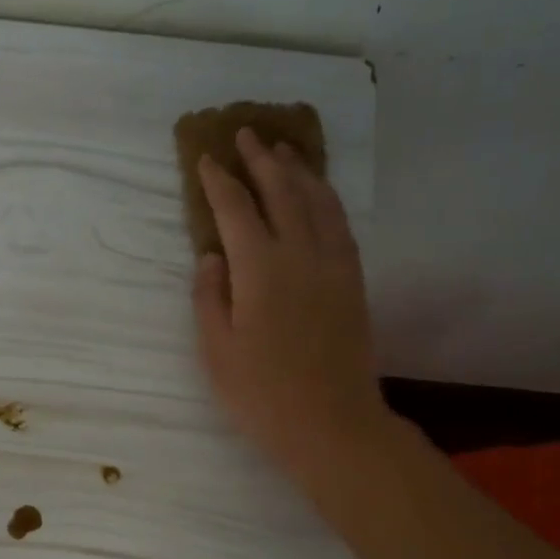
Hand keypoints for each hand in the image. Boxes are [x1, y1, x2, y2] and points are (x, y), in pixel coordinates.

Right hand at [193, 127, 391, 489]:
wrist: (332, 424)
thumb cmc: (263, 395)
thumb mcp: (217, 351)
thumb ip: (210, 297)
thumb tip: (211, 256)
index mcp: (260, 270)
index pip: (235, 209)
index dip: (219, 181)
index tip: (206, 159)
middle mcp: (300, 254)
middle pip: (281, 192)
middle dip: (261, 161)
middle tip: (246, 134)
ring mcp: (333, 265)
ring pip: (317, 202)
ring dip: (298, 171)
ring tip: (283, 152)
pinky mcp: (353, 281)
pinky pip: (341, 225)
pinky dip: (328, 199)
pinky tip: (319, 194)